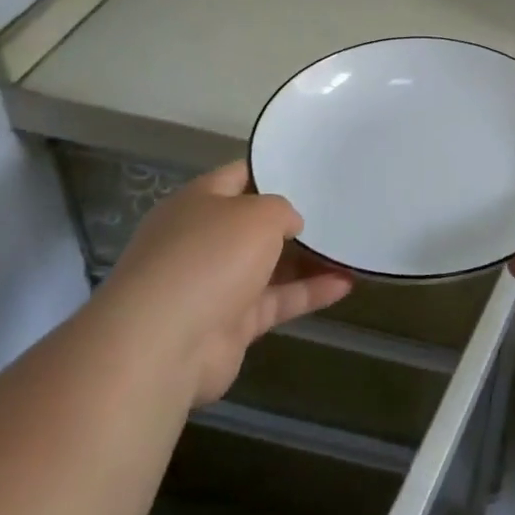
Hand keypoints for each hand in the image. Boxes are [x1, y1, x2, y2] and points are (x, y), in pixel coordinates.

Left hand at [100, 161, 352, 406]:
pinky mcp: (230, 325)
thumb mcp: (258, 214)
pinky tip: (346, 284)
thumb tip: (290, 225)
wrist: (163, 345)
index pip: (239, 176)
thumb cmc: (209, 258)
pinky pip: (277, 301)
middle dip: (294, 220)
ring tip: (350, 247)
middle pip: (255, 224)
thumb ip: (283, 211)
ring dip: (309, 259)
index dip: (273, 170)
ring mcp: (214, 285)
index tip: (312, 169)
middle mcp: (202, 240)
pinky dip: (309, 293)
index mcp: (197, 203)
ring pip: (269, 265)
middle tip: (338, 208)